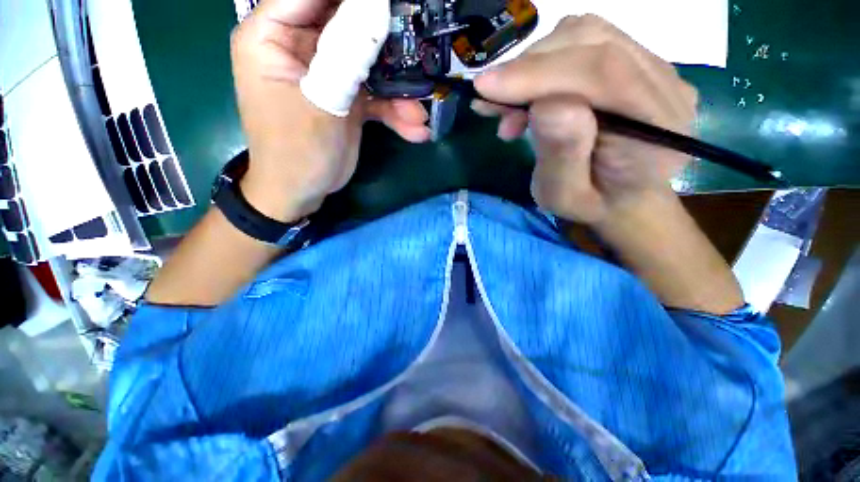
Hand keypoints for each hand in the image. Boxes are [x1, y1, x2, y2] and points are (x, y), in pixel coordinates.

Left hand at [231, 0, 430, 221]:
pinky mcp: (347, 98)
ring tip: (418, 114)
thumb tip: (377, 6)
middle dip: (386, 41)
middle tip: (420, 50)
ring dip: (398, 91)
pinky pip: (375, 95)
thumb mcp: (321, 102)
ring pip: (369, 64)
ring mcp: (328, 74)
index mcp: (272, 35)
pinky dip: (395, 112)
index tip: (391, 5)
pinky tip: (414, 130)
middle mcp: (301, 47)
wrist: (302, 192)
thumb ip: (346, 55)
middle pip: (348, 24)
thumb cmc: (297, 150)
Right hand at [472, 15, 697, 226]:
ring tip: (509, 109)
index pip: (603, 73)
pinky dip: (542, 63)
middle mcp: (665, 84)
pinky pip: (582, 43)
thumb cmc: (590, 203)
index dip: (539, 74)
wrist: (620, 194)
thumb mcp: (565, 195)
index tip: (485, 88)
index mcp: (657, 128)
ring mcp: (653, 66)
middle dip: (529, 69)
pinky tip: (525, 96)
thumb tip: (543, 105)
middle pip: (592, 43)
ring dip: (533, 65)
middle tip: (493, 105)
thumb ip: (561, 154)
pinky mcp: (633, 61)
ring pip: (583, 35)